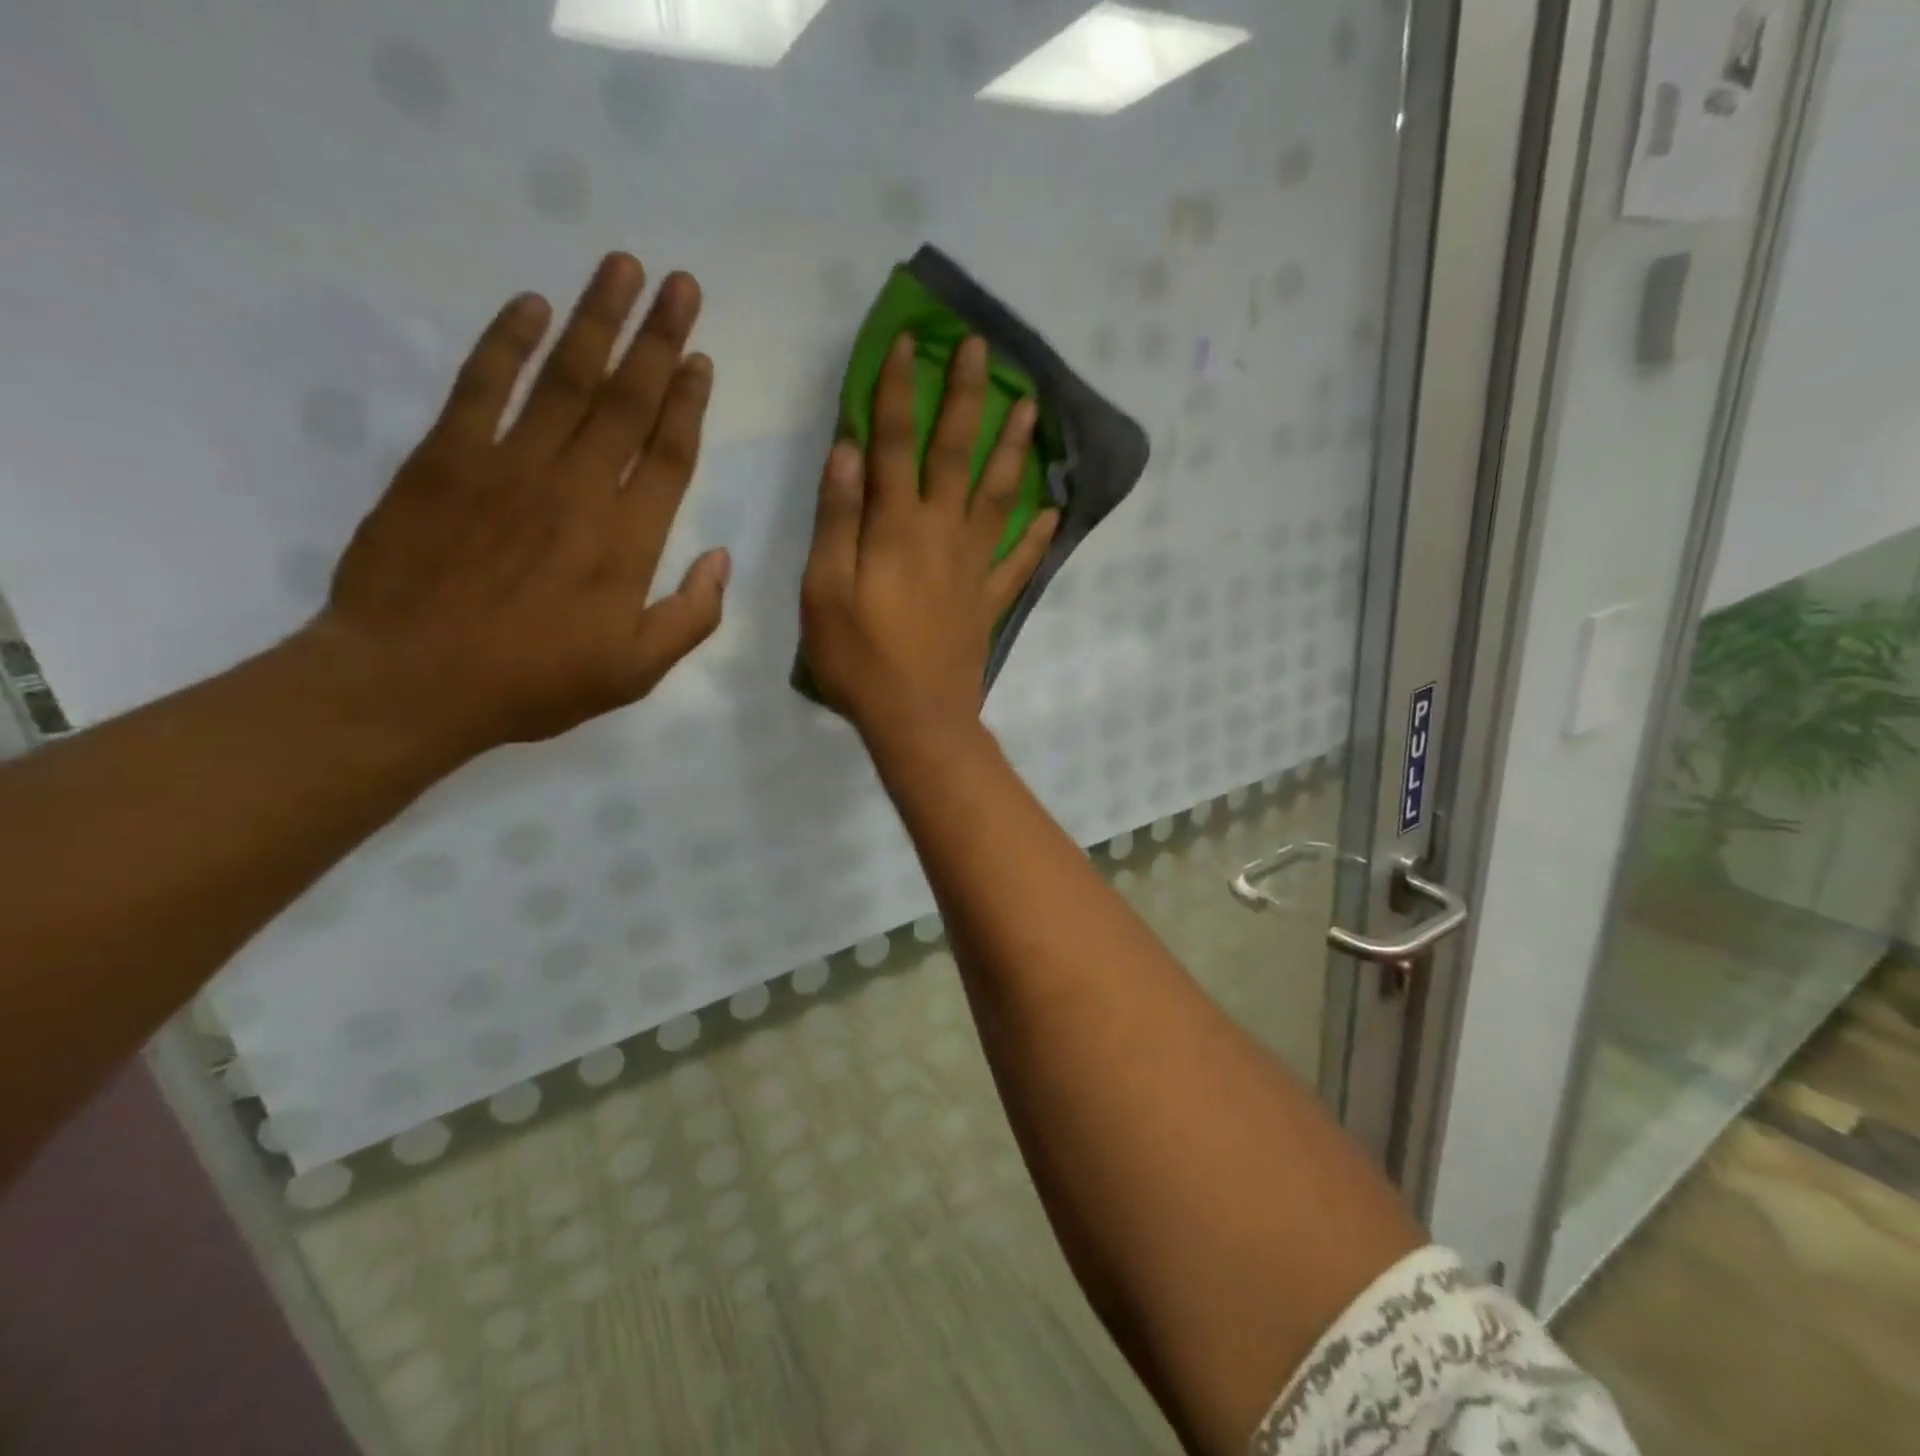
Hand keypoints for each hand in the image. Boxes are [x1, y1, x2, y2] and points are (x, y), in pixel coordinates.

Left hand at [302, 253, 727, 758]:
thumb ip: (691, 616)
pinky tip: (530, 305)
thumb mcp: (636, 671)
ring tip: (622, 268)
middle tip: (680, 284)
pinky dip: (506, 343)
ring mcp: (509, 467)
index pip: (669, 453)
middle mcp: (578, 489)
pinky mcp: (445, 459)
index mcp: (628, 541)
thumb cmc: (534, 682)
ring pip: (565, 379)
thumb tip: (722, 559)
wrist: (410, 681)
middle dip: (658, 339)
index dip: (688, 402)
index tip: (701, 357)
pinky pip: (481, 386)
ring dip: (597, 320)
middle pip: (627, 401)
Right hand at [800, 333, 1056, 751]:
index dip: (898, 389)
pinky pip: (1018, 562)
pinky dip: (1036, 536)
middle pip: (958, 453)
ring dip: (1014, 449)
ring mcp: (973, 567)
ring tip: (1032, 408)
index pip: (894, 442)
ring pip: (999, 496)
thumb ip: (836, 518)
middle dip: (968, 397)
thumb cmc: (859, 658)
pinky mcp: (988, 601)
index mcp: (896, 526)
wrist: (916, 719)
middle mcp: (941, 533)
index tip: (909, 342)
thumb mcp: (824, 589)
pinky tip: (1052, 513)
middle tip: (984, 350)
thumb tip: (848, 450)